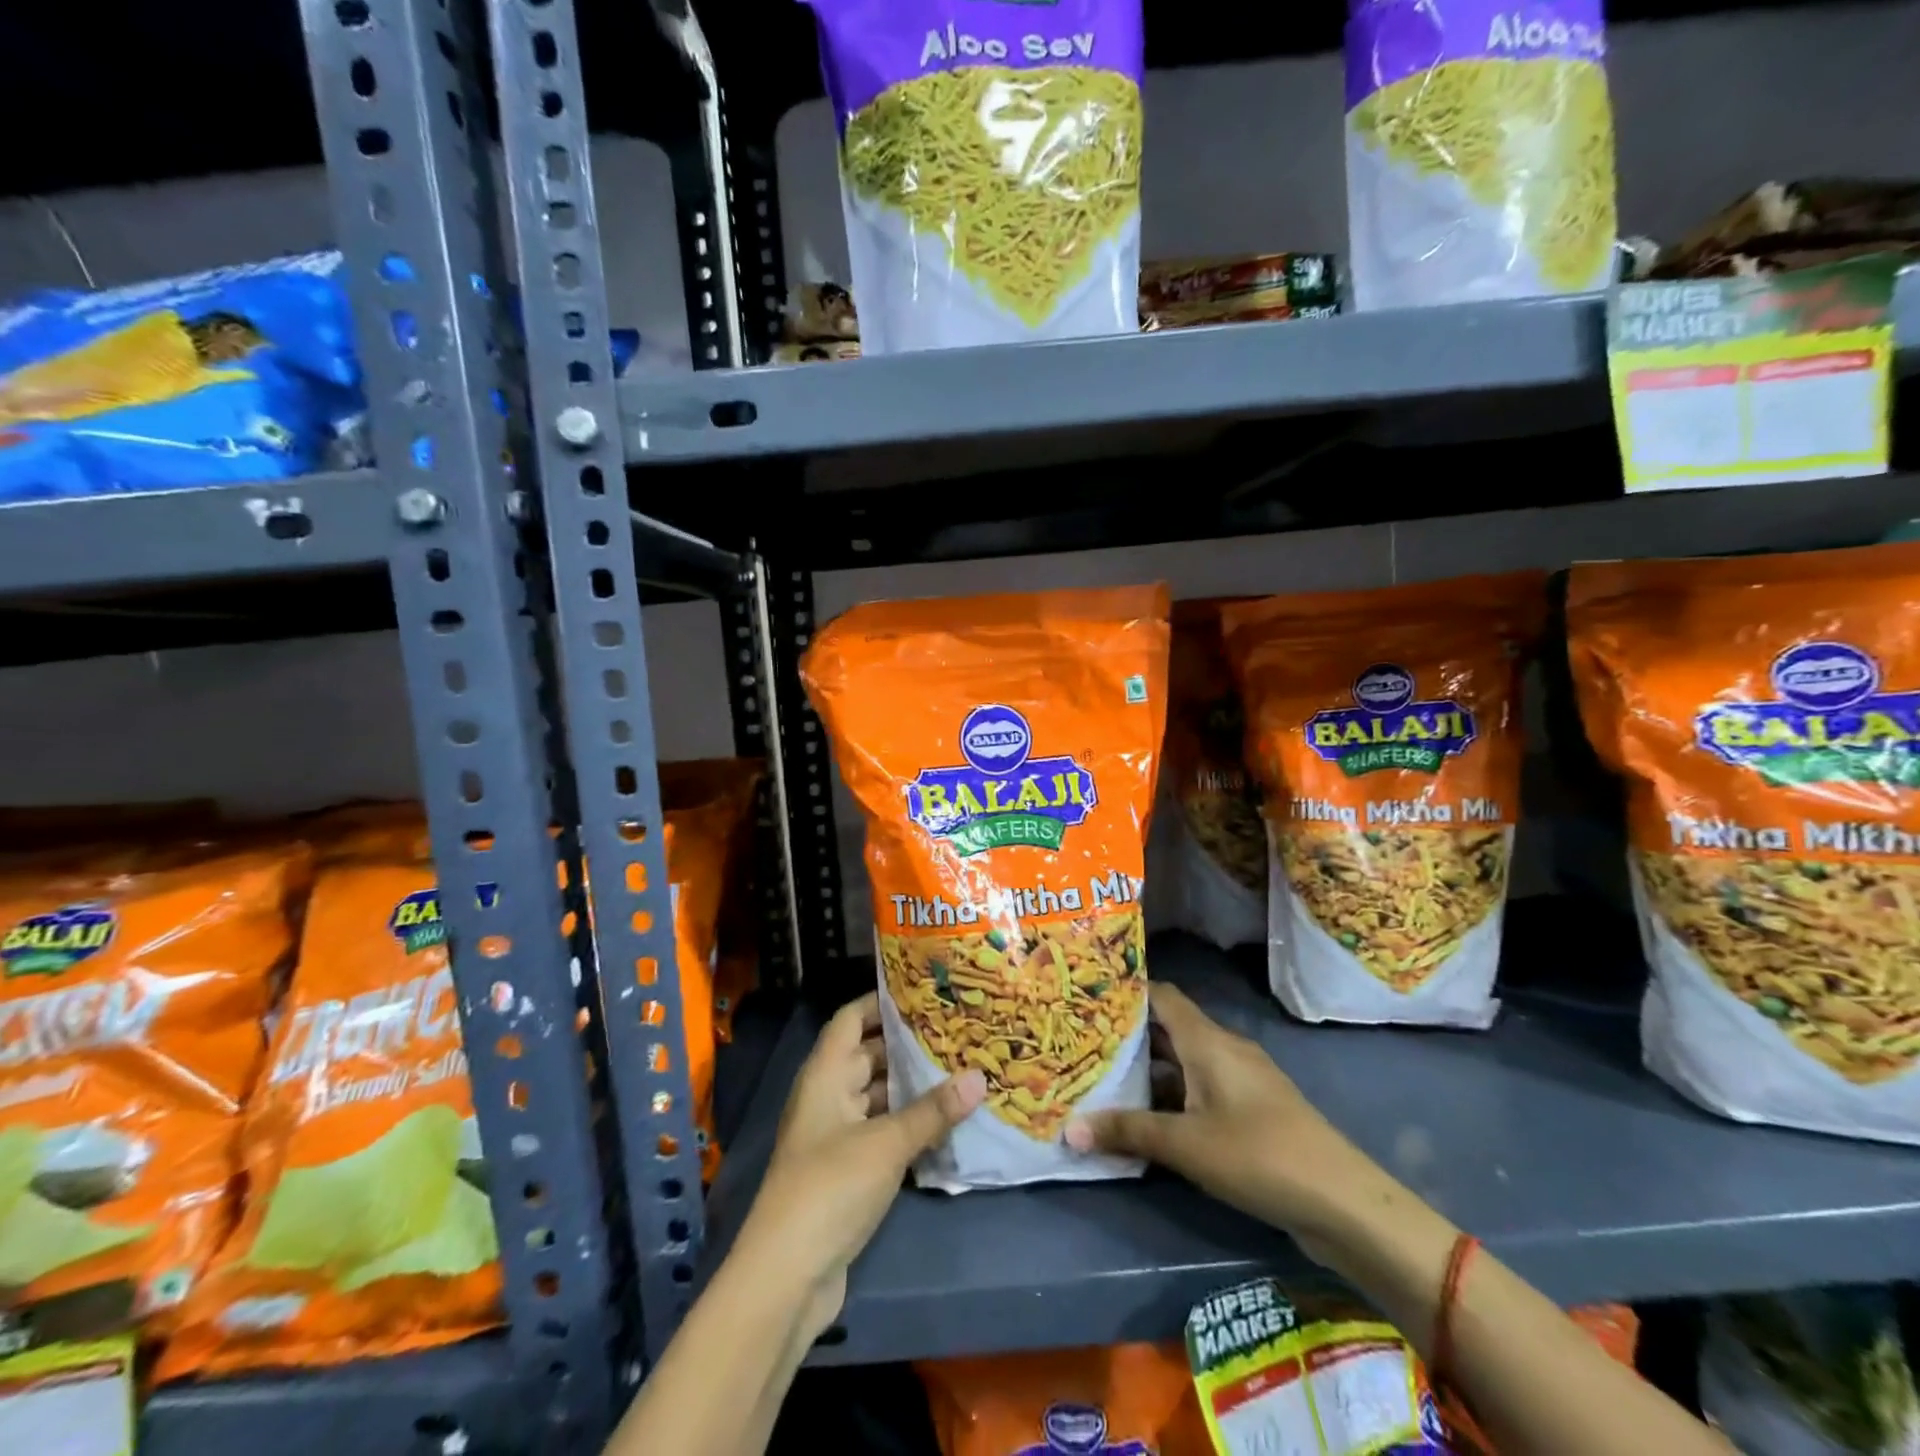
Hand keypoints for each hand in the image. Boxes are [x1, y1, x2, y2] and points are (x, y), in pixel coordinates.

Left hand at [736, 993, 985, 1340]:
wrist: (786, 1277)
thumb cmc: (830, 1187)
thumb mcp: (887, 1144)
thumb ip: (933, 1110)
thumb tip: (980, 1076)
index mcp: (825, 1075)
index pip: (850, 1019)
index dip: (880, 1001)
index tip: (924, 991)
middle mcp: (828, 1096)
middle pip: (868, 1055)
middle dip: (908, 1045)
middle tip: (956, 1031)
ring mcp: (836, 1135)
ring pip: (878, 1095)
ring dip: (912, 1087)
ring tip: (960, 1069)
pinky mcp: (848, 1170)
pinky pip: (882, 1131)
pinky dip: (909, 1123)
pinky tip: (946, 1121)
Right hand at [1065, 984, 1395, 1265]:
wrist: (1342, 1201)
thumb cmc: (1257, 1154)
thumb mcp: (1184, 1144)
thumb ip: (1127, 1131)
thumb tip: (1069, 1128)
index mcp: (1207, 1040)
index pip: (1161, 995)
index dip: (1127, 992)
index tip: (1089, 997)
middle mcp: (1224, 1049)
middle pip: (1170, 1029)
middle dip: (1130, 1037)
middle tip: (1084, 1043)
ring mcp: (1242, 1079)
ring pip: (1185, 1062)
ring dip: (1150, 1071)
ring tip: (1105, 1080)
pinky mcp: (1253, 1110)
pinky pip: (1202, 1088)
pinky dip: (1174, 1095)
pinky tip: (1149, 1119)